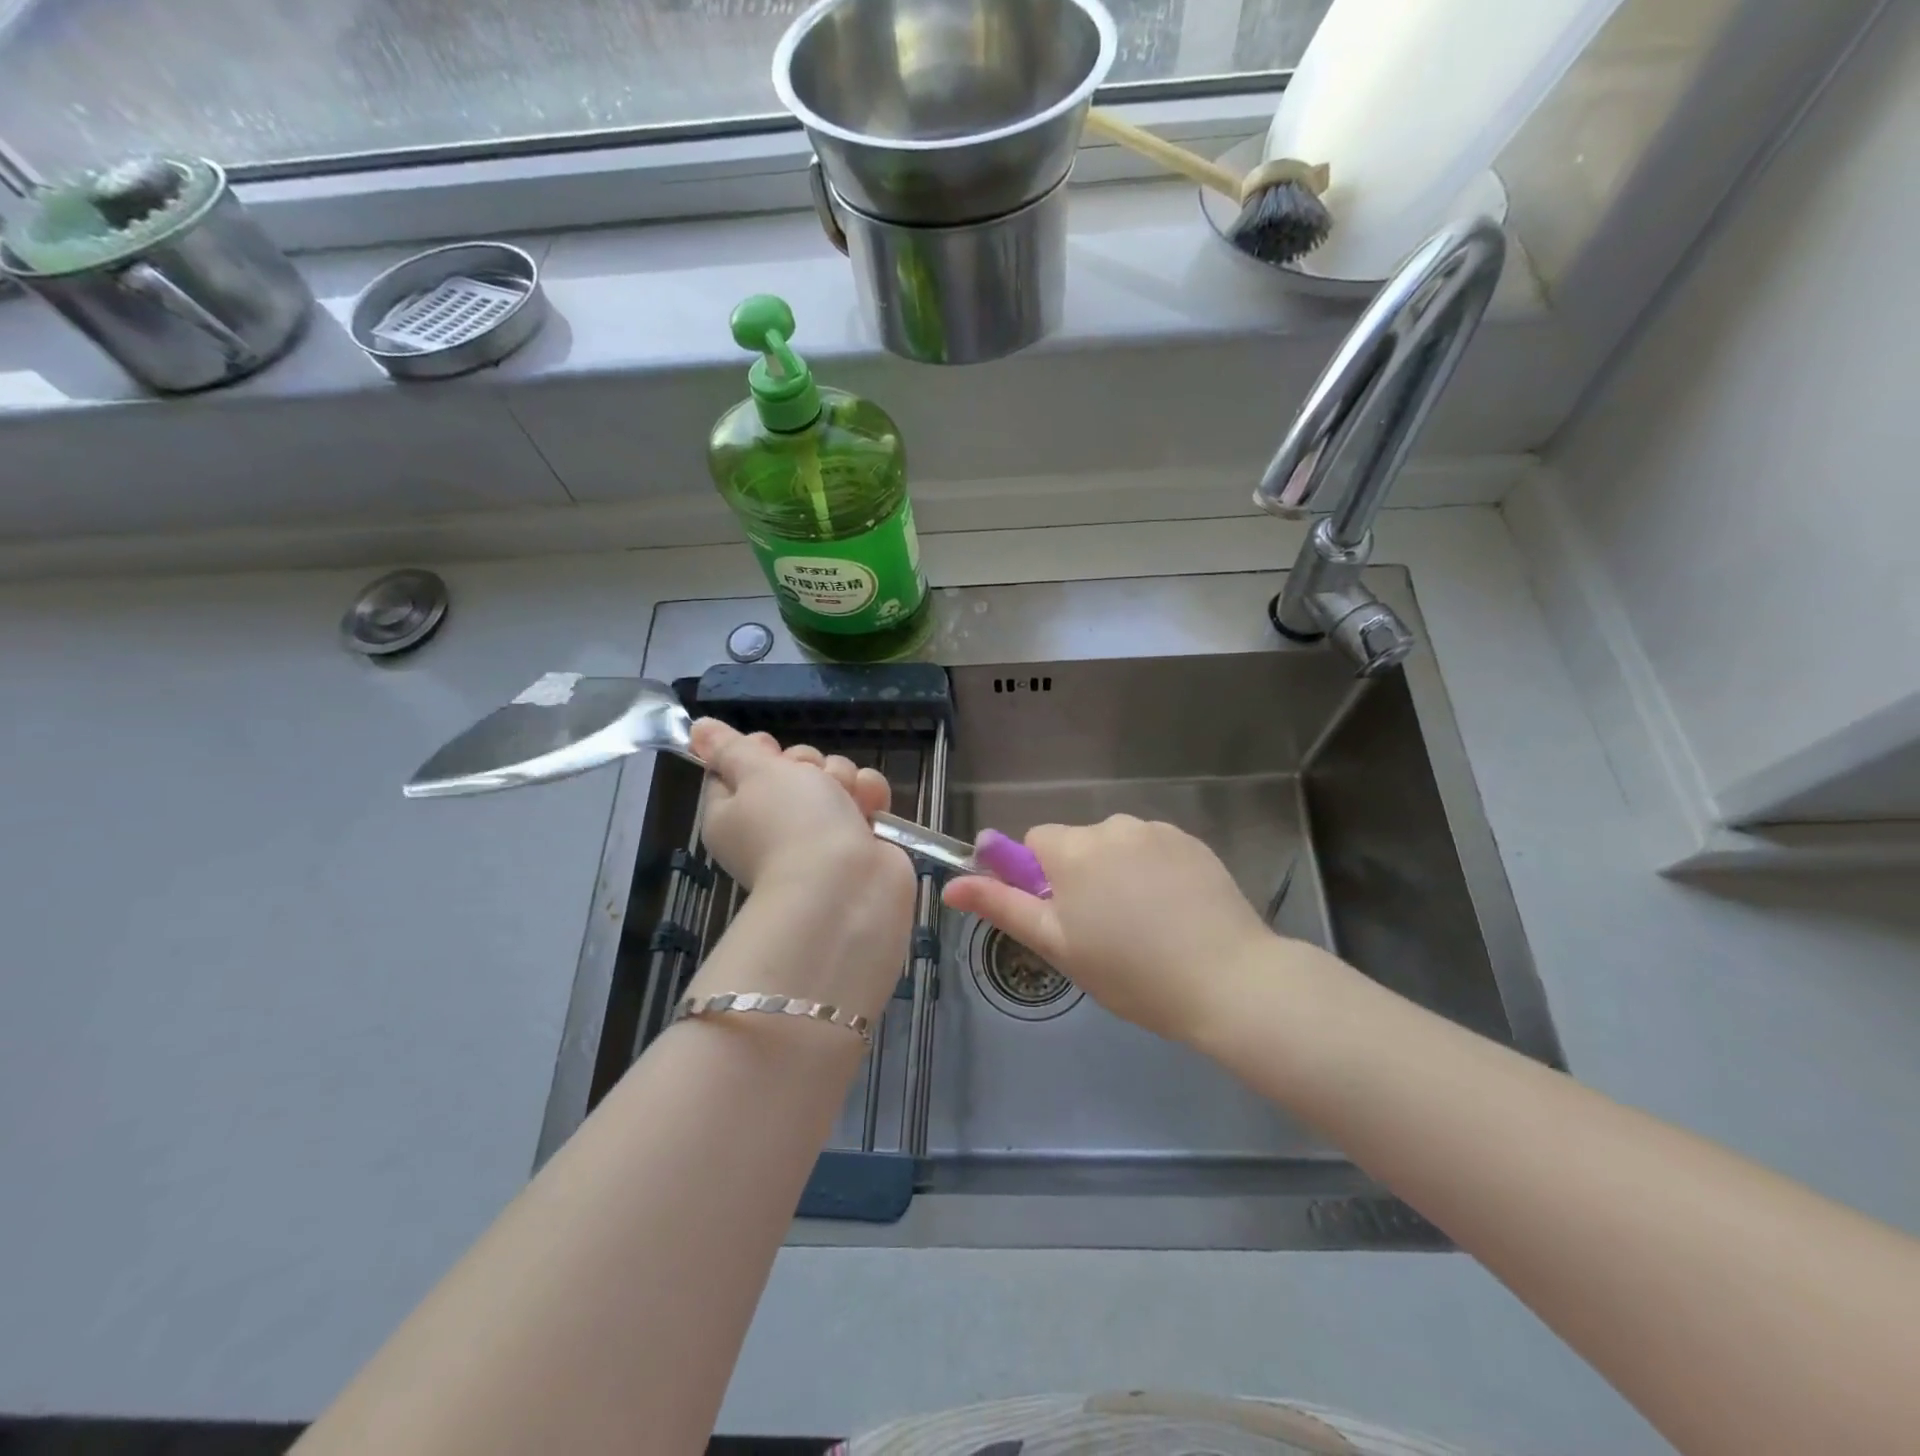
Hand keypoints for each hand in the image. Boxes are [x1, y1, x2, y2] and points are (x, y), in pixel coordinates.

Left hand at [685, 721, 916, 1019]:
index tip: (768, 748)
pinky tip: (870, 806)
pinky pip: (862, 796)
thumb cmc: (792, 824)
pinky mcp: (857, 839)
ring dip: (842, 779)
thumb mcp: (756, 773)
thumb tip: (696, 729)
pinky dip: (868, 796)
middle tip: (810, 781)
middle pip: (790, 769)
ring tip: (846, 798)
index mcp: (733, 814)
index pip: (735, 770)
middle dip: (807, 764)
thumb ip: (730, 747)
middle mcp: (773, 825)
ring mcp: (819, 833)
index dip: (754, 752)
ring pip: (832, 778)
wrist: (847, 884)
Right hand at [943, 815, 1276, 1044]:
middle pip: (1077, 843)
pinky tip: (1175, 912)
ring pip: (1117, 845)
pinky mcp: (1193, 842)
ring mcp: (1158, 831)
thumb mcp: (1057, 945)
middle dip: (1079, 876)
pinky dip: (1153, 871)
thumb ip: (1001, 908)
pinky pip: (1153, 849)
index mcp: (1074, 849)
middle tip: (1104, 930)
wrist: (1229, 981)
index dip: (1041, 879)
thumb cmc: (1131, 971)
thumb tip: (951, 885)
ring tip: (1145, 925)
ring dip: (1117, 872)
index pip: (1036, 842)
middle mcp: (1113, 826)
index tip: (1064, 917)